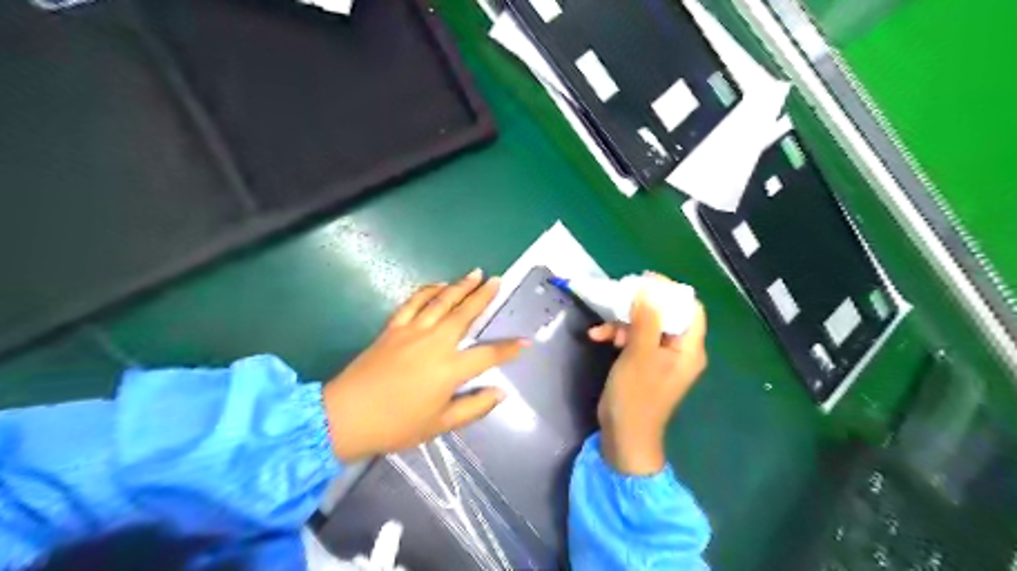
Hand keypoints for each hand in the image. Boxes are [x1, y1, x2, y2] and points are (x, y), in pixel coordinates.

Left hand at [322, 270, 527, 460]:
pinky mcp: (393, 328)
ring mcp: (412, 331)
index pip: (488, 354)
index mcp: (449, 369)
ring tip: (475, 273)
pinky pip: (413, 303)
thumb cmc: (396, 425)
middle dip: (484, 296)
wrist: (345, 416)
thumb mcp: (440, 425)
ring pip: (441, 302)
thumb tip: (500, 393)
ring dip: (460, 286)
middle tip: (497, 280)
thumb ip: (473, 407)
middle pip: (465, 314)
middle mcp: (435, 343)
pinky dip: (427, 291)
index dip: (509, 349)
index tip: (526, 341)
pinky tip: (438, 285)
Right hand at [589, 276, 708, 477]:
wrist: (623, 436)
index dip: (669, 291)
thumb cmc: (636, 397)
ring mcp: (661, 357)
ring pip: (646, 325)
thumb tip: (649, 288)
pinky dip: (618, 335)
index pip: (689, 308)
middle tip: (619, 297)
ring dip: (623, 322)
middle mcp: (679, 350)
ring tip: (602, 329)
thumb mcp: (639, 355)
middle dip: (640, 306)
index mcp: (688, 348)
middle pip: (666, 314)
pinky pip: (634, 339)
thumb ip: (646, 320)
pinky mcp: (644, 362)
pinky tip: (597, 336)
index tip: (644, 281)